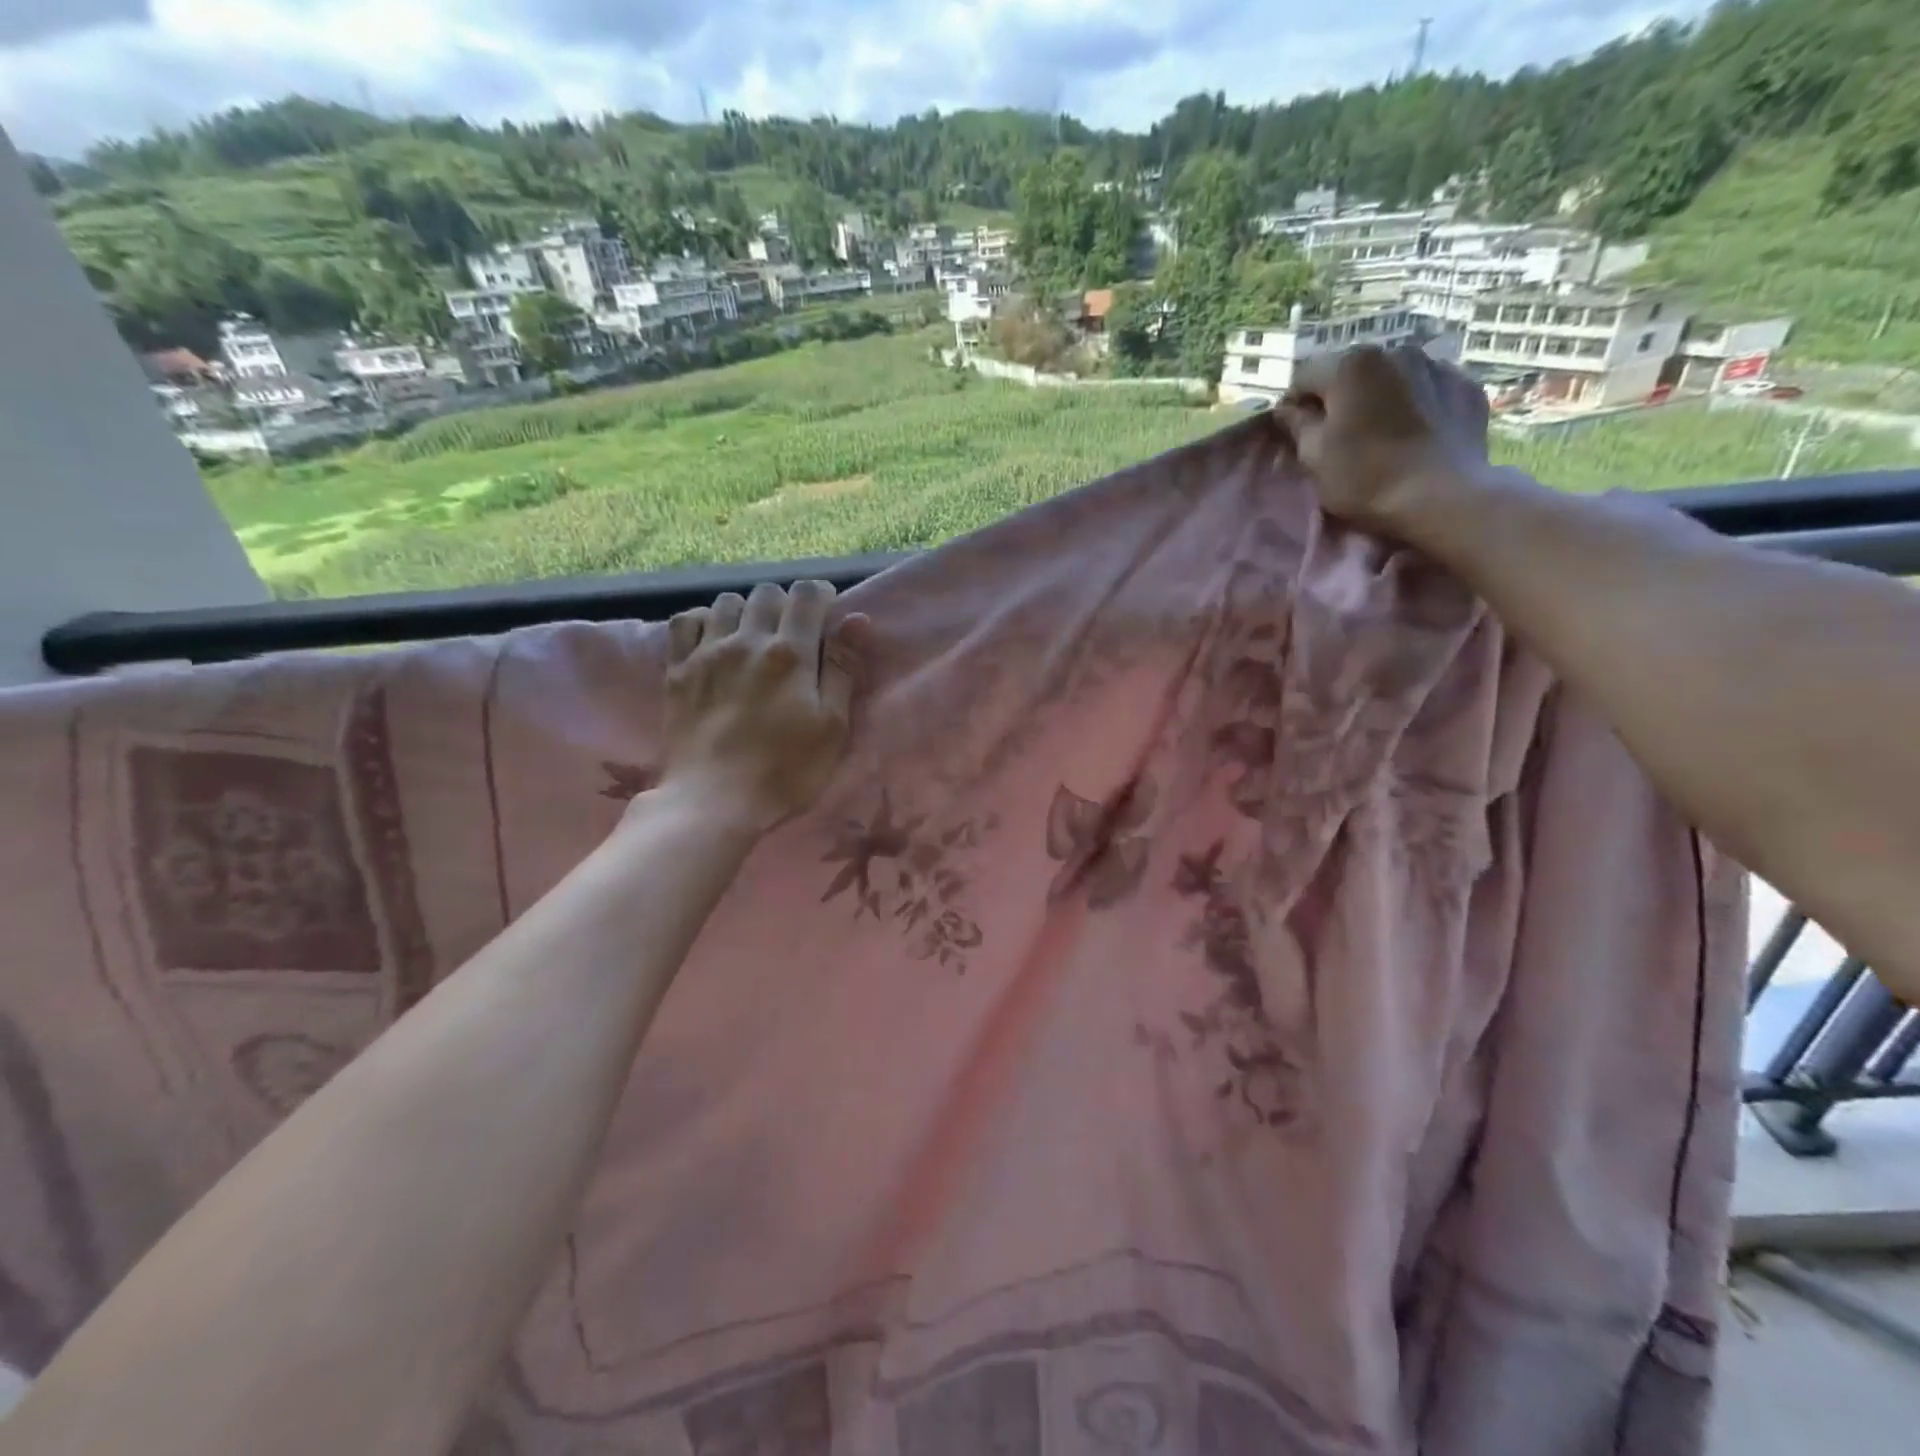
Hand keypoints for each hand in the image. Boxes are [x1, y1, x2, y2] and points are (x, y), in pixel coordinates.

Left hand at [657, 581, 869, 834]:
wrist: (713, 801)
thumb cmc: (785, 771)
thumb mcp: (832, 727)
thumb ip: (843, 669)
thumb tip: (856, 618)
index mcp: (791, 654)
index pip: (806, 595)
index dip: (820, 595)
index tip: (826, 612)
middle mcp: (748, 640)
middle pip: (767, 592)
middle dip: (785, 603)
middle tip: (793, 633)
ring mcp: (707, 653)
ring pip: (727, 601)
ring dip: (747, 611)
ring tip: (754, 637)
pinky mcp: (678, 670)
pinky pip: (686, 620)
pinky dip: (704, 620)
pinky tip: (714, 639)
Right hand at [1276, 343, 1493, 534]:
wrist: (1443, 496)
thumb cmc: (1365, 476)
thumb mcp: (1314, 455)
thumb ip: (1297, 424)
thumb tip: (1288, 409)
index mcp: (1351, 365)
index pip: (1304, 377)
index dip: (1294, 406)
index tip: (1296, 435)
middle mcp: (1395, 351)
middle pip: (1350, 373)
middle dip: (1339, 400)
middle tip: (1337, 439)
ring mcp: (1436, 365)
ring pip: (1390, 378)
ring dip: (1378, 399)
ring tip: (1379, 435)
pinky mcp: (1465, 386)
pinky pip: (1426, 390)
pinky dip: (1414, 405)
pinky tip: (1413, 435)